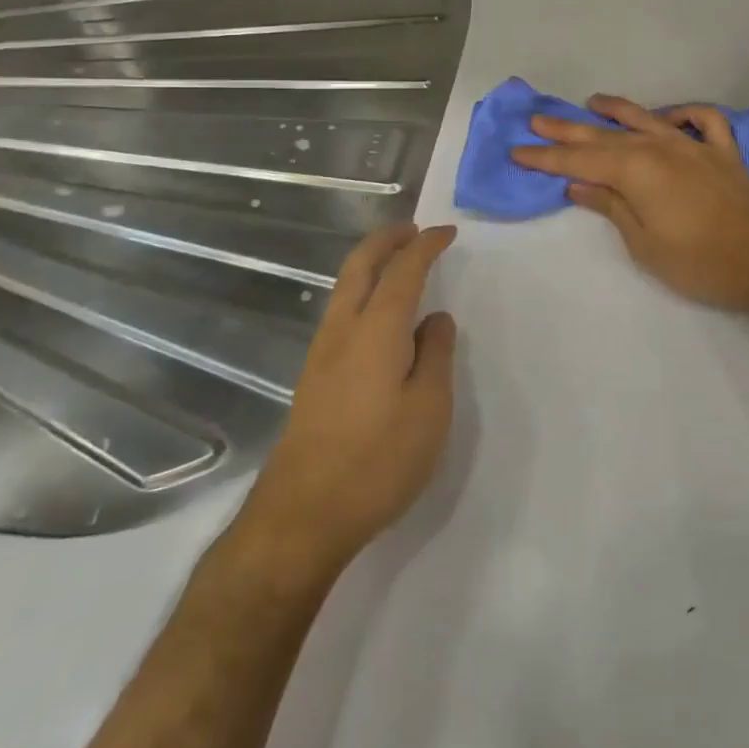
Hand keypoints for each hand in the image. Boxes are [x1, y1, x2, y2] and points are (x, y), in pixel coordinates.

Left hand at [231, 223, 458, 586]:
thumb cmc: (377, 460)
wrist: (301, 517)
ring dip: (371, 264)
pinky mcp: (314, 378)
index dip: (426, 245)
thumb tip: (435, 320)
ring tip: (399, 263)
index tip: (446, 232)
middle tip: (413, 230)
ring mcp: (322, 353)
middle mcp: (343, 330)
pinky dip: (363, 292)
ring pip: (344, 288)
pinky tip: (380, 315)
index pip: (404, 270)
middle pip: (359, 265)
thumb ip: (436, 355)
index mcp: (377, 329)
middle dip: (386, 240)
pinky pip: (341, 312)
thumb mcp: (429, 408)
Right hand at [511, 94, 748, 313]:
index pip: (580, 162)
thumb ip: (610, 207)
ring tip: (592, 102)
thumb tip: (577, 185)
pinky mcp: (723, 152)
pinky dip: (684, 114)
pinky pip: (702, 121)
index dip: (547, 157)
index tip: (518, 150)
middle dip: (568, 130)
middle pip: (605, 136)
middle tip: (537, 119)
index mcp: (636, 170)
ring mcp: (694, 145)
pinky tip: (668, 117)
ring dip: (617, 111)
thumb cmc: (699, 261)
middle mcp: (661, 147)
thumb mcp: (644, 243)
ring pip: (647, 120)